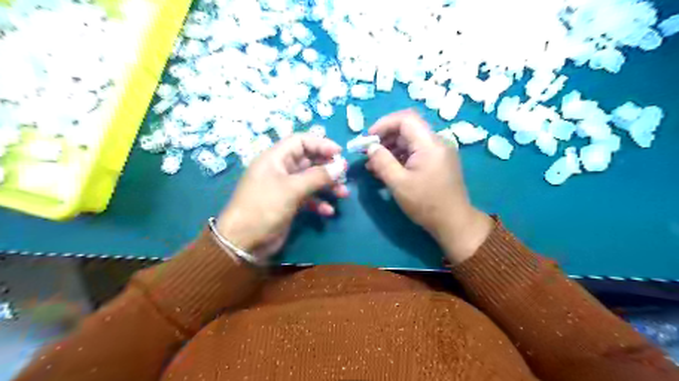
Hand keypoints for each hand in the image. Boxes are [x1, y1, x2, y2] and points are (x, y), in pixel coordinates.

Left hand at [215, 133, 346, 260]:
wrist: (243, 242)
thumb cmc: (264, 207)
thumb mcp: (292, 189)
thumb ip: (318, 176)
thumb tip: (341, 166)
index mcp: (275, 158)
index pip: (301, 141)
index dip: (321, 144)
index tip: (340, 153)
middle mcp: (280, 169)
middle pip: (308, 160)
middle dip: (327, 167)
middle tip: (344, 175)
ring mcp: (284, 187)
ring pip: (311, 180)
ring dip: (327, 186)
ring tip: (343, 194)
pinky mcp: (288, 204)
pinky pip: (308, 197)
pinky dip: (319, 202)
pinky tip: (328, 211)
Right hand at [367, 110, 494, 264]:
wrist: (453, 222)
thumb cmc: (425, 203)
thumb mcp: (398, 183)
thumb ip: (382, 162)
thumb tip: (371, 147)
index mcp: (430, 144)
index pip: (405, 119)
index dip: (384, 124)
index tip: (368, 138)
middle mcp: (437, 142)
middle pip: (407, 129)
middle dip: (385, 138)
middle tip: (368, 154)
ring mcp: (439, 152)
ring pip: (410, 141)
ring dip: (391, 149)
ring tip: (374, 165)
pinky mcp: (438, 162)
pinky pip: (416, 152)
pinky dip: (400, 157)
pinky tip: (388, 170)